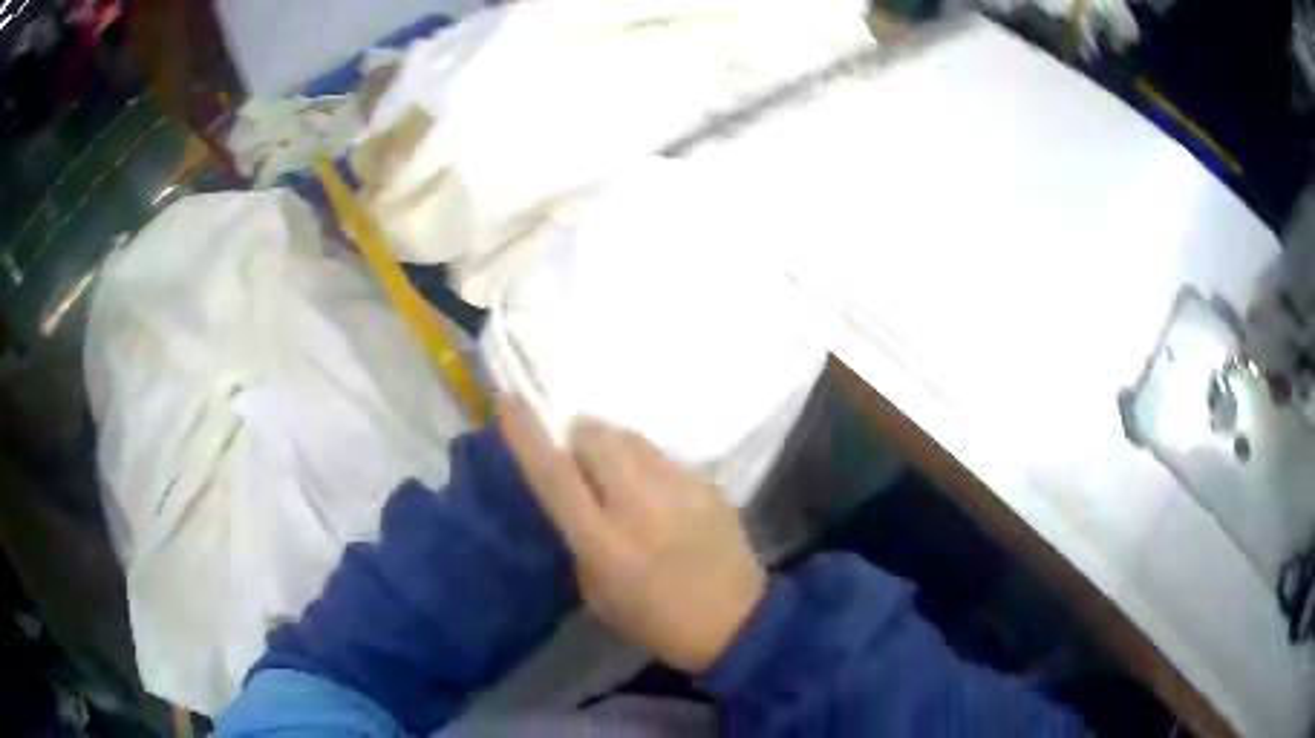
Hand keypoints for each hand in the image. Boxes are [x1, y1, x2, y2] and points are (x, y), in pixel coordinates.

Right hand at [497, 395, 765, 672]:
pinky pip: (663, 458)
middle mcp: (638, 506)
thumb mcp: (598, 592)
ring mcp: (678, 490)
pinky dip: (648, 465)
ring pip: (631, 439)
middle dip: (579, 435)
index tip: (508, 400)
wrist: (736, 622)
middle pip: (596, 437)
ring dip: (614, 446)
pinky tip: (660, 495)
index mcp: (603, 542)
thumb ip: (579, 538)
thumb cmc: (655, 619)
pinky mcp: (707, 486)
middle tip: (582, 458)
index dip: (526, 434)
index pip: (554, 475)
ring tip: (620, 473)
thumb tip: (576, 493)